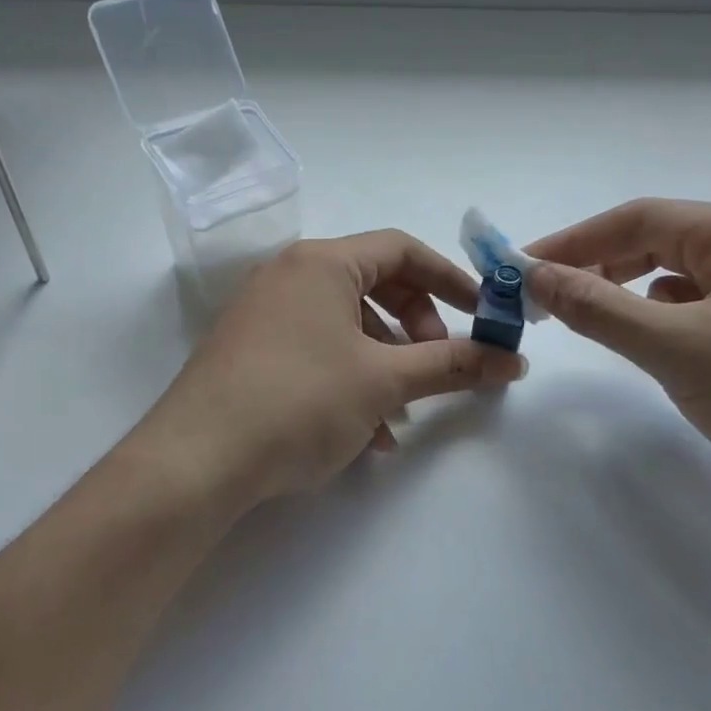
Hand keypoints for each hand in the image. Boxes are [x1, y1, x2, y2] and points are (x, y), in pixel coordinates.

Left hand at [142, 232, 526, 504]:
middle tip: (437, 364)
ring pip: (345, 327)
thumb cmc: (300, 401)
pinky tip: (365, 433)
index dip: (450, 279)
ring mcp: (263, 314)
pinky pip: (315, 351)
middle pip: (374, 287)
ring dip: (385, 364)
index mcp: (321, 263)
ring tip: (402, 415)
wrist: (197, 460)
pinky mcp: (250, 352)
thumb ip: (452, 365)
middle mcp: (288, 276)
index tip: (482, 315)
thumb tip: (513, 360)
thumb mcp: (384, 382)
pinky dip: (349, 380)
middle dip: (416, 328)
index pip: (401, 250)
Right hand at [525, 199, 710, 522]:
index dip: (572, 241)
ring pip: (689, 279)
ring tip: (594, 321)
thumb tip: (536, 275)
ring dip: (635, 294)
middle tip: (547, 301)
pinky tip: (662, 345)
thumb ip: (600, 308)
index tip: (520, 268)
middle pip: (665, 243)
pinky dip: (675, 320)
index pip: (640, 219)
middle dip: (601, 268)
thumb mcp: (679, 349)